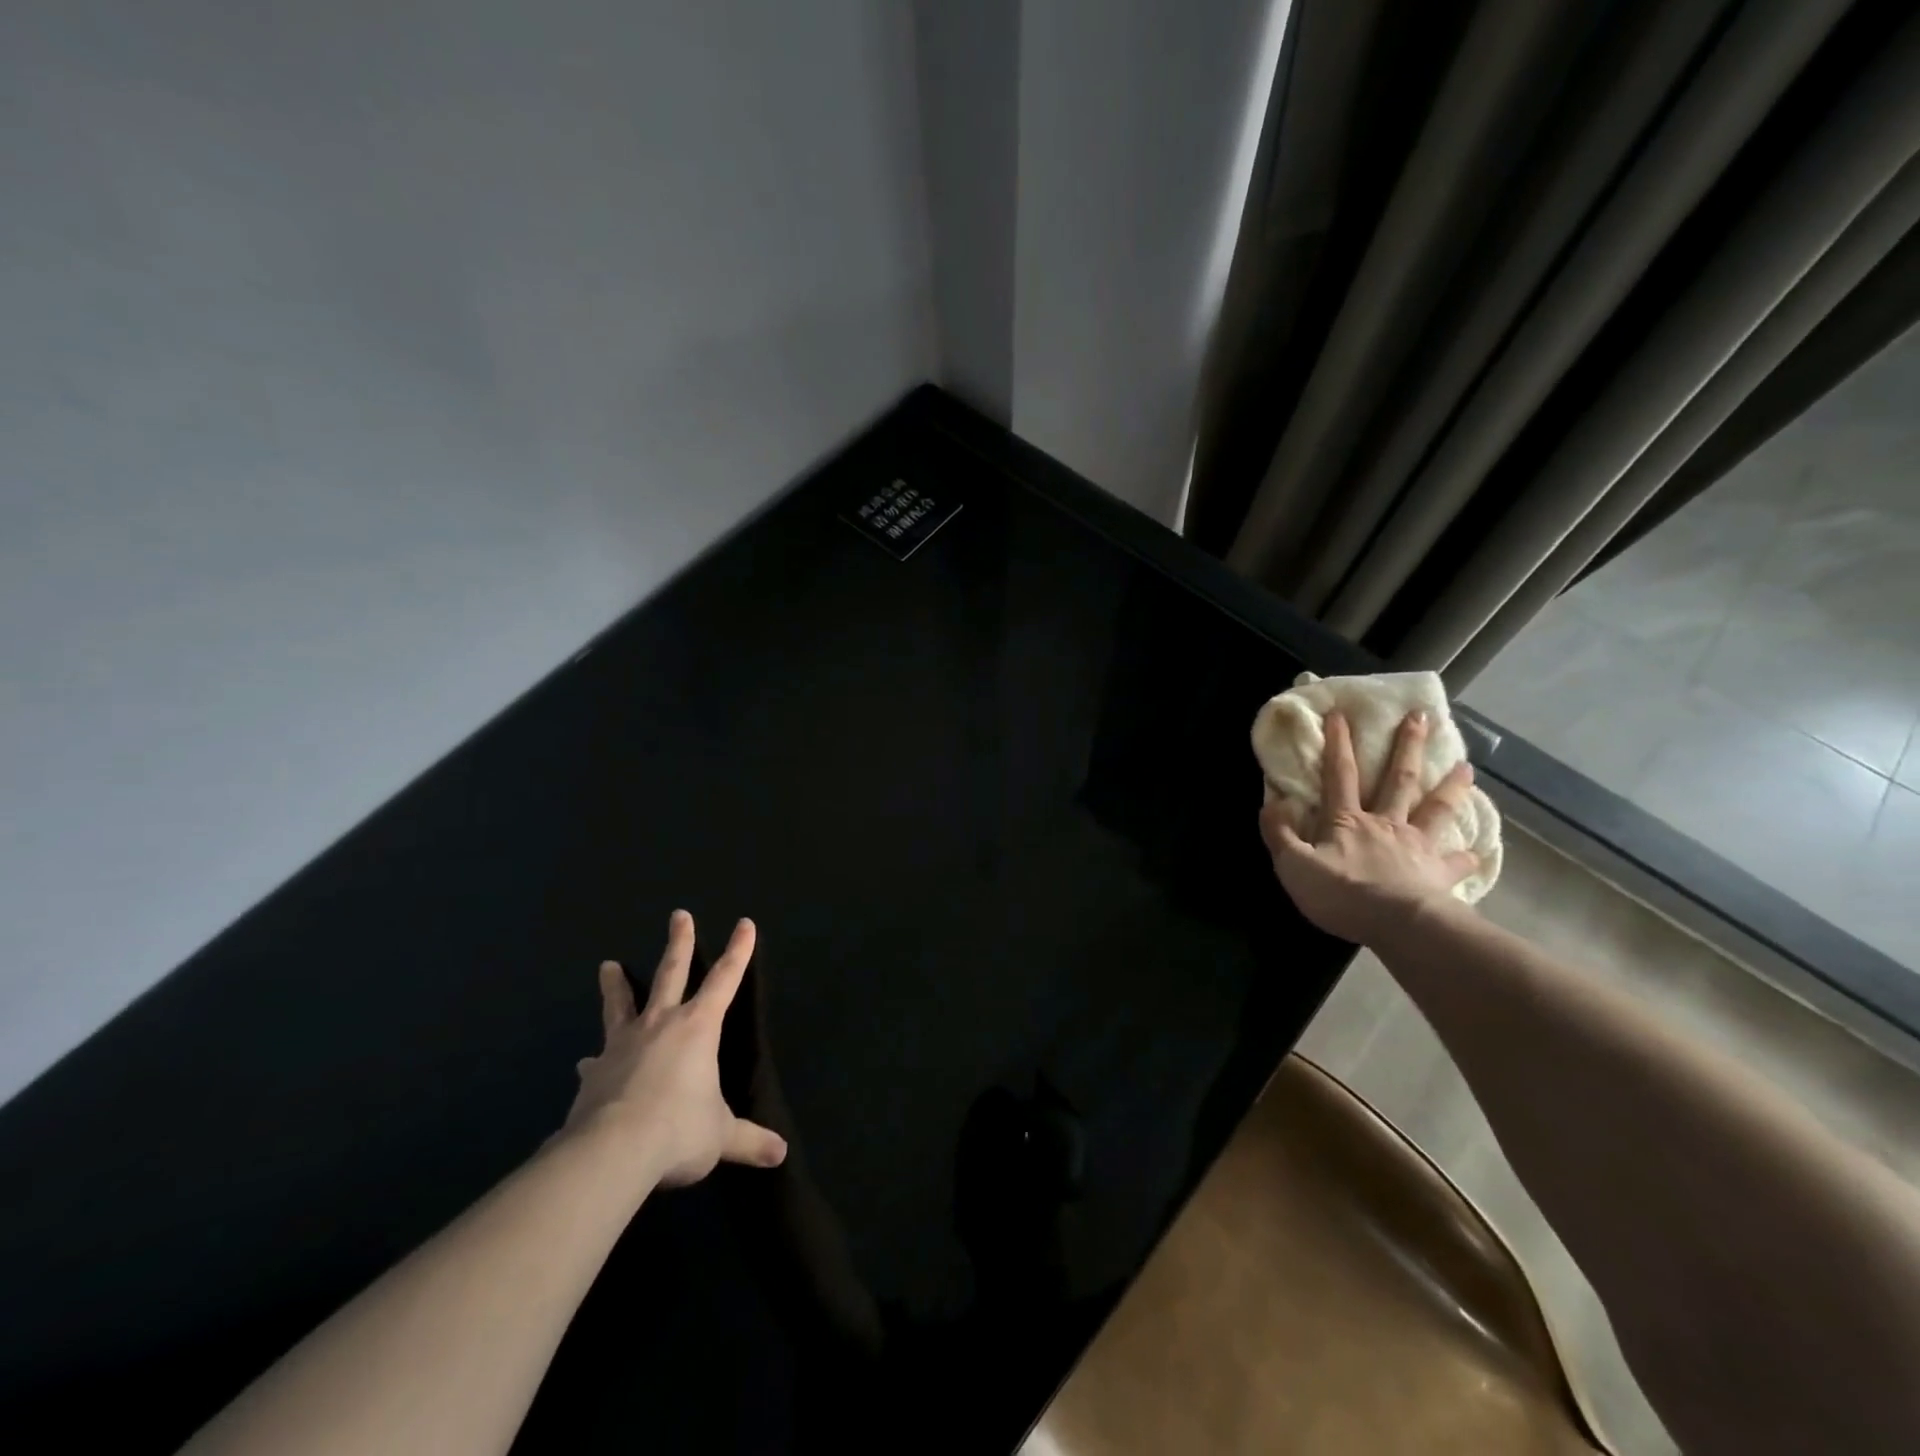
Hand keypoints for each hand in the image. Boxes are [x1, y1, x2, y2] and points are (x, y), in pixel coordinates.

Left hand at [563, 910, 786, 1186]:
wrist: (611, 1152)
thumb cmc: (678, 1130)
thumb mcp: (721, 1136)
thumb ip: (748, 1140)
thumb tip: (779, 1154)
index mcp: (698, 1027)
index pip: (725, 979)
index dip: (738, 951)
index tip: (744, 924)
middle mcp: (661, 1024)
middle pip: (672, 972)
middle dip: (679, 942)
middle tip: (678, 914)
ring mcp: (623, 1045)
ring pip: (621, 1005)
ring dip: (616, 985)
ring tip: (607, 965)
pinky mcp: (594, 1074)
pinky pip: (597, 1059)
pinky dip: (594, 1059)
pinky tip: (584, 1063)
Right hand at [1259, 710, 1480, 944]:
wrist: (1399, 925)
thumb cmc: (1343, 894)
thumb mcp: (1294, 865)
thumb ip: (1279, 833)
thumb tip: (1272, 802)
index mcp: (1347, 821)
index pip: (1340, 775)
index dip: (1338, 744)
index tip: (1341, 713)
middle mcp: (1386, 824)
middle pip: (1398, 779)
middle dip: (1406, 746)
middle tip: (1421, 716)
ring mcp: (1417, 847)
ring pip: (1436, 809)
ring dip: (1450, 787)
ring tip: (1467, 766)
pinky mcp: (1439, 874)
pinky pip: (1456, 862)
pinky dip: (1466, 856)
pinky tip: (1477, 851)